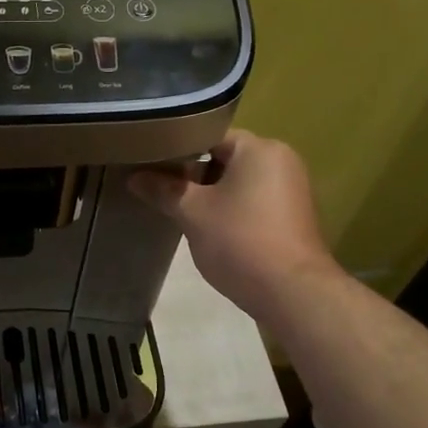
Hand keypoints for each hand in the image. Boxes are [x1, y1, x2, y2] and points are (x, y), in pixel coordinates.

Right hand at [129, 130, 337, 322]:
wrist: (292, 292)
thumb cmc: (240, 241)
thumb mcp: (192, 213)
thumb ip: (163, 190)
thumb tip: (134, 177)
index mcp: (259, 148)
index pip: (208, 135)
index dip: (177, 150)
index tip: (151, 165)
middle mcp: (281, 159)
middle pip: (225, 158)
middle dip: (193, 175)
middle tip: (161, 190)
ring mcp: (292, 189)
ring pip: (239, 182)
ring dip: (211, 195)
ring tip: (180, 211)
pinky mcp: (293, 216)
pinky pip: (254, 201)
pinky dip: (232, 210)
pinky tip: (210, 230)